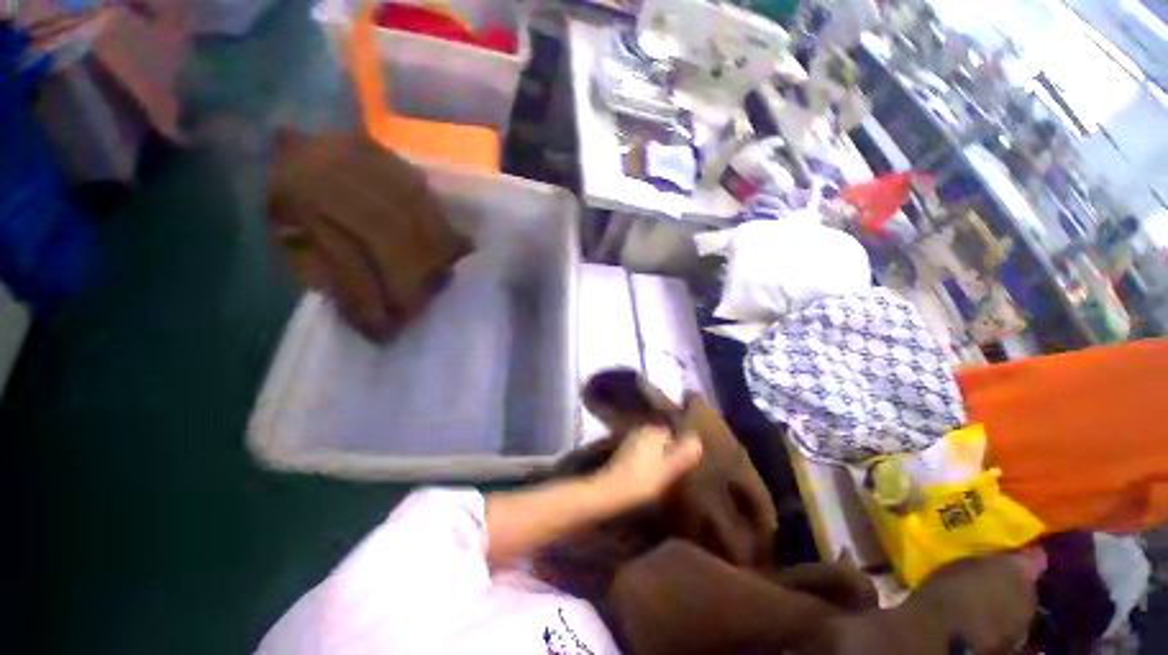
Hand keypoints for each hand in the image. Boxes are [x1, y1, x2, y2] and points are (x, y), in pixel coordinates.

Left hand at [595, 426, 702, 507]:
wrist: (609, 493)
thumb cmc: (642, 480)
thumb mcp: (669, 468)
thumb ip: (684, 453)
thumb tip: (698, 440)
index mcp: (653, 431)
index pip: (674, 434)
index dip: (681, 448)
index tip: (688, 463)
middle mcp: (640, 431)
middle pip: (662, 441)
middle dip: (670, 452)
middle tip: (680, 472)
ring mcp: (630, 442)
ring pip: (652, 449)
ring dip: (659, 460)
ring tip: (668, 478)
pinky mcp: (623, 456)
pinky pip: (643, 456)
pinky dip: (648, 465)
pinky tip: (652, 479)